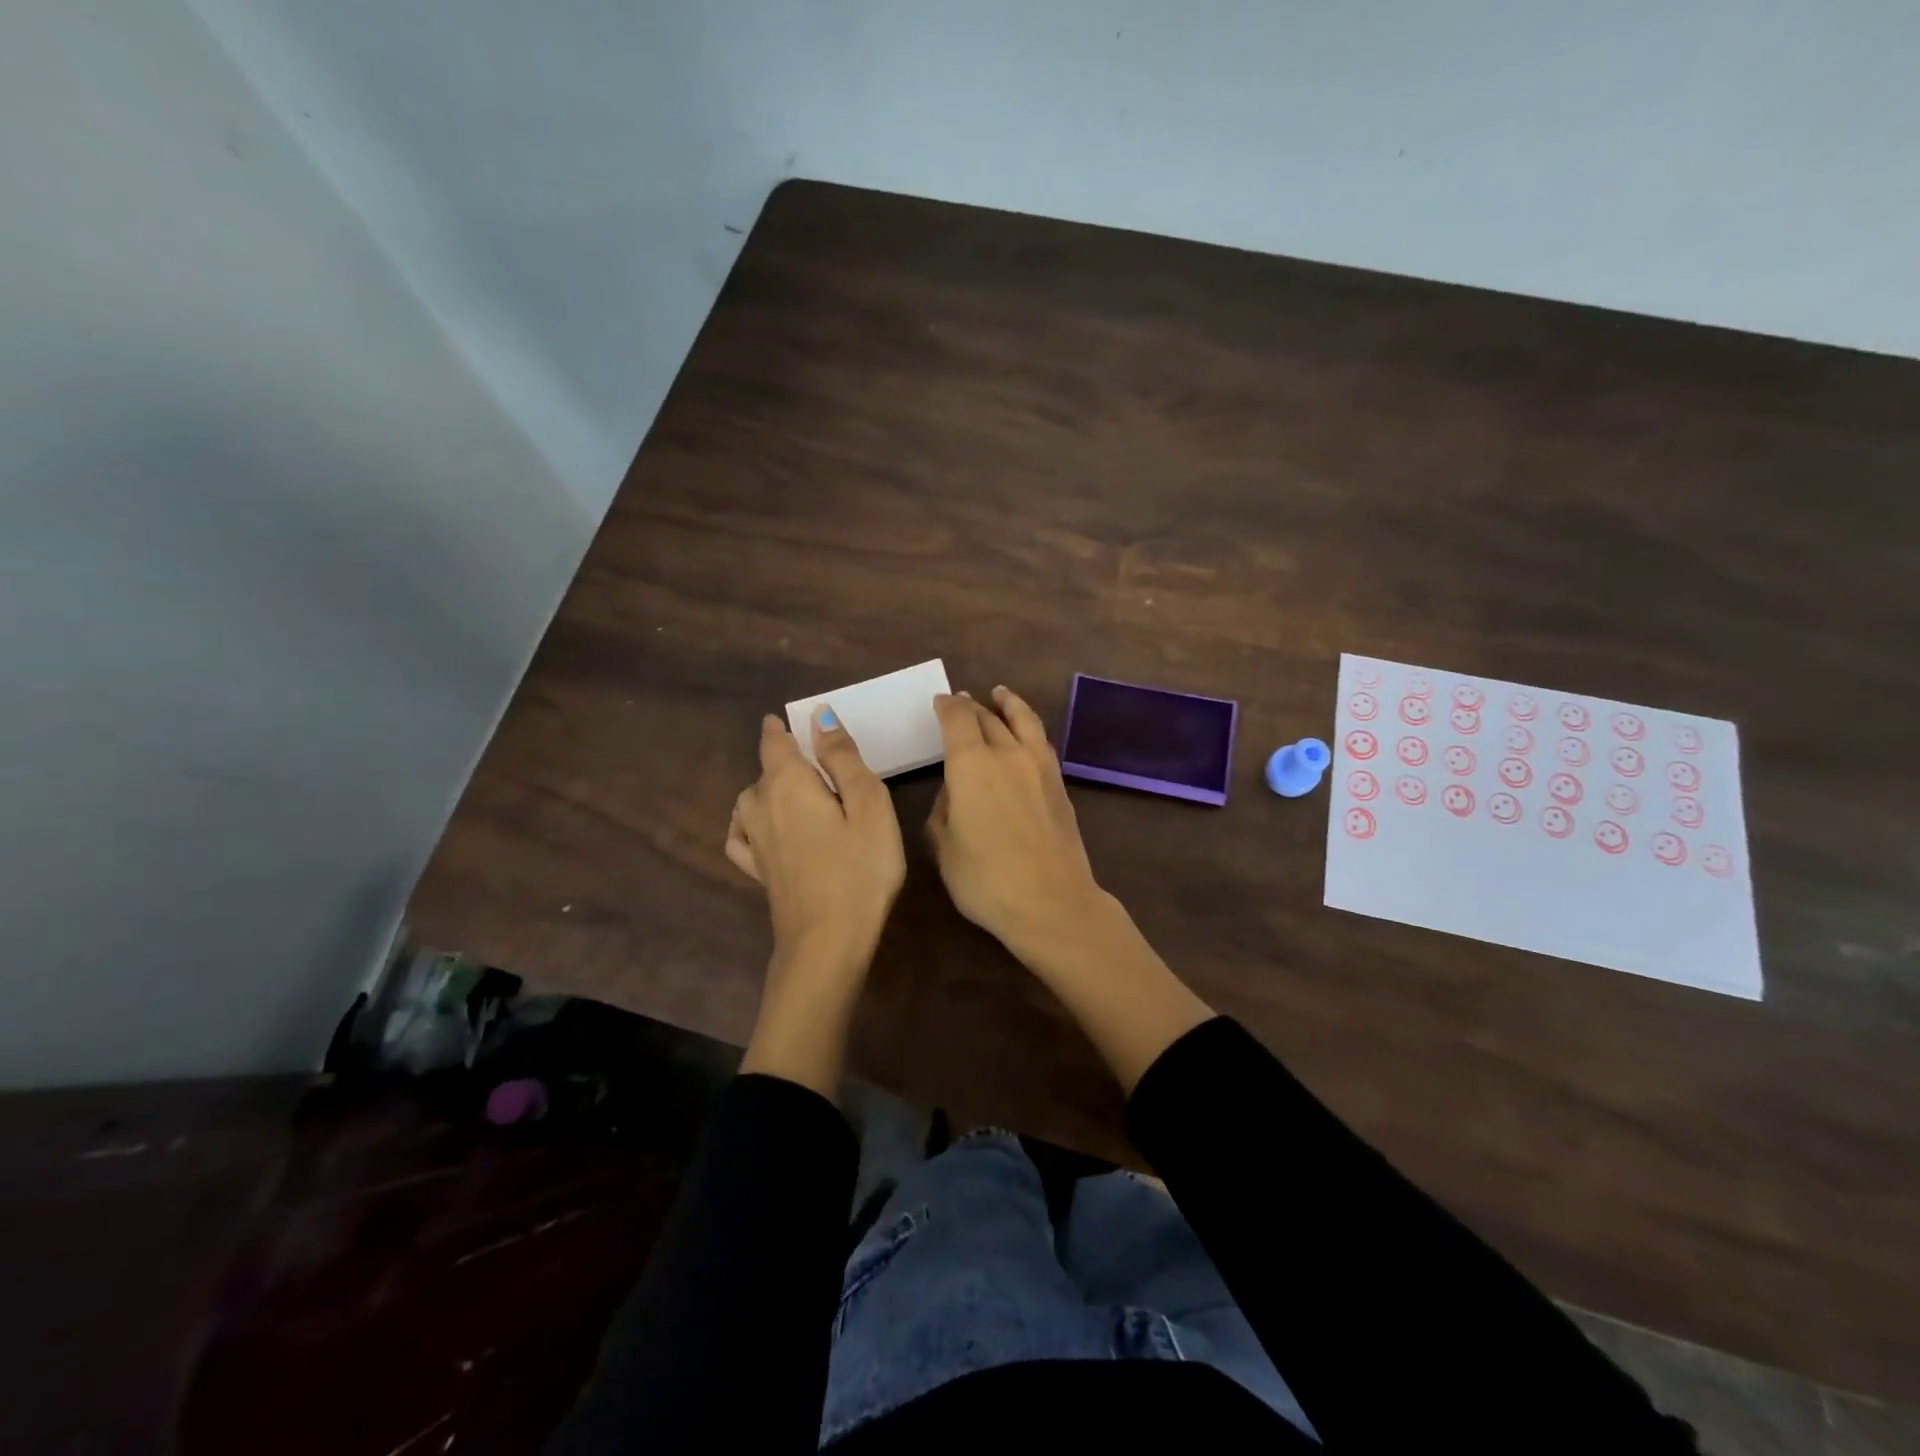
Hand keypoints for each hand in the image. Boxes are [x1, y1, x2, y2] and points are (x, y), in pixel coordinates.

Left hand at [727, 709, 905, 1094]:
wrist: (827, 940)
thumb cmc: (860, 868)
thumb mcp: (868, 804)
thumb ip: (843, 758)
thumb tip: (820, 716)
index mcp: (790, 784)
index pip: (776, 744)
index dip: (780, 729)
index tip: (783, 719)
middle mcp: (762, 806)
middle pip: (764, 771)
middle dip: (780, 758)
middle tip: (808, 758)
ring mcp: (755, 842)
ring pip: (749, 800)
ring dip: (765, 787)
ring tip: (789, 790)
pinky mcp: (758, 872)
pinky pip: (740, 836)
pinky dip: (745, 823)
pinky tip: (756, 828)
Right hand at [927, 687, 1102, 956]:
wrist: (1051, 902)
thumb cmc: (986, 880)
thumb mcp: (945, 848)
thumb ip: (943, 812)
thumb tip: (954, 793)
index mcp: (971, 764)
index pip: (957, 720)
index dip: (947, 707)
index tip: (940, 701)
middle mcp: (1006, 754)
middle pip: (988, 717)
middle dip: (972, 707)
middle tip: (962, 701)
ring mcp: (1039, 766)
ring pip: (1023, 721)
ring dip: (1009, 705)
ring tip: (1001, 695)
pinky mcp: (1060, 784)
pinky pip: (1041, 742)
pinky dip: (1029, 727)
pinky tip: (1026, 735)